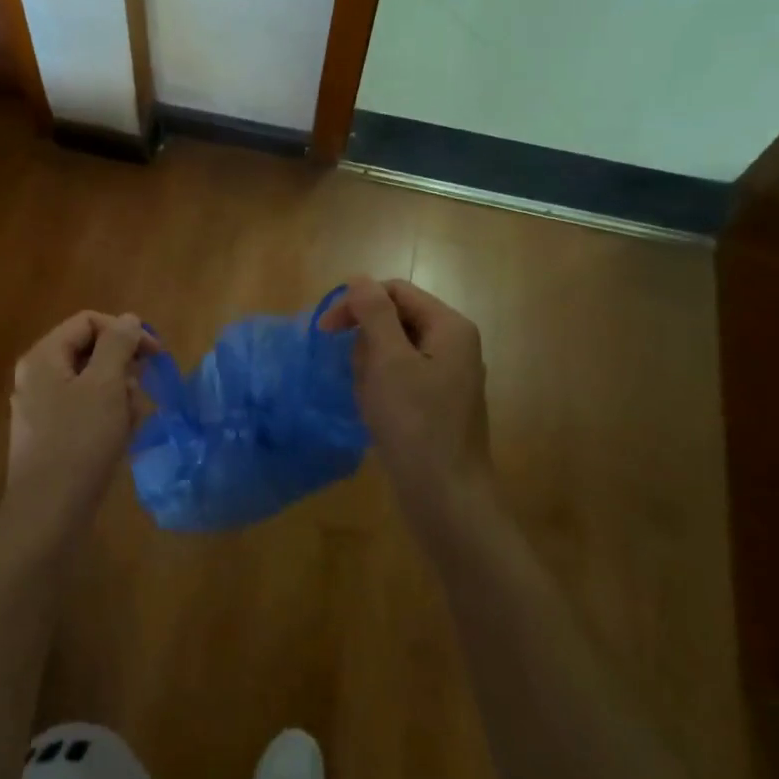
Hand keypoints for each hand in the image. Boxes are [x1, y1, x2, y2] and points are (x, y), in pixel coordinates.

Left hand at [0, 311, 153, 551]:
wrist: (48, 515)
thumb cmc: (79, 442)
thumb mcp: (105, 385)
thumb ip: (118, 344)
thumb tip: (128, 319)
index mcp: (44, 357)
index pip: (88, 322)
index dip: (124, 331)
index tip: (156, 354)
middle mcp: (38, 377)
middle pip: (91, 352)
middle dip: (123, 369)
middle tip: (142, 392)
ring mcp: (43, 408)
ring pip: (93, 384)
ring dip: (120, 396)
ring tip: (131, 422)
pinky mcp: (52, 436)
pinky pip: (86, 411)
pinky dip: (108, 418)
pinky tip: (122, 439)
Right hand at [321, 277, 492, 525]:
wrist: (446, 498)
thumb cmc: (415, 424)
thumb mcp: (389, 361)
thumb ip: (374, 314)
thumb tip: (360, 280)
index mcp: (449, 327)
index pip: (395, 291)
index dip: (357, 303)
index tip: (324, 331)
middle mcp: (454, 344)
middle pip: (396, 319)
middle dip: (366, 341)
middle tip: (357, 375)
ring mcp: (448, 375)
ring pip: (394, 350)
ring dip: (371, 367)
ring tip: (370, 400)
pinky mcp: (438, 402)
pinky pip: (401, 377)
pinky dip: (382, 387)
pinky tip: (377, 413)